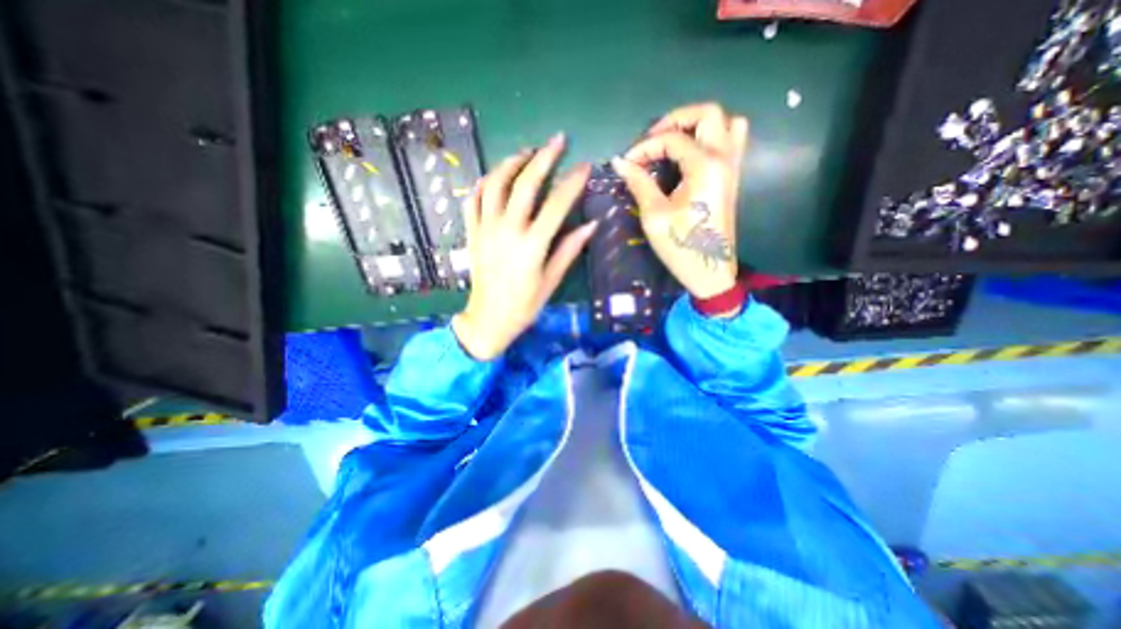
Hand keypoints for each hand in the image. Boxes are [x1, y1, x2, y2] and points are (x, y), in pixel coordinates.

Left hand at [452, 132, 599, 359]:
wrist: (488, 320)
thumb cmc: (524, 305)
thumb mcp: (551, 281)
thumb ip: (569, 250)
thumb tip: (591, 225)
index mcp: (531, 245)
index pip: (557, 204)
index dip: (573, 182)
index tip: (586, 166)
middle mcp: (507, 231)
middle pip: (525, 184)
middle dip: (543, 158)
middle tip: (557, 140)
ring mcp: (485, 229)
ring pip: (495, 184)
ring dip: (511, 163)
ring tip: (527, 152)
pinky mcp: (472, 233)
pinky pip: (473, 200)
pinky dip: (483, 183)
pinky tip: (494, 176)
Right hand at [610, 101, 746, 299]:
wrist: (710, 271)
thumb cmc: (681, 246)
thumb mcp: (654, 215)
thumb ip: (639, 183)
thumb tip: (621, 162)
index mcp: (704, 166)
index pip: (672, 139)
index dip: (645, 146)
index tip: (627, 162)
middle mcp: (724, 158)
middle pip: (708, 114)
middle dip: (676, 119)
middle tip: (653, 139)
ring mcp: (732, 167)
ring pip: (727, 123)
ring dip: (699, 125)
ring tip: (674, 142)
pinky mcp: (732, 178)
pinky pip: (732, 141)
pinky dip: (713, 137)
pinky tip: (692, 155)